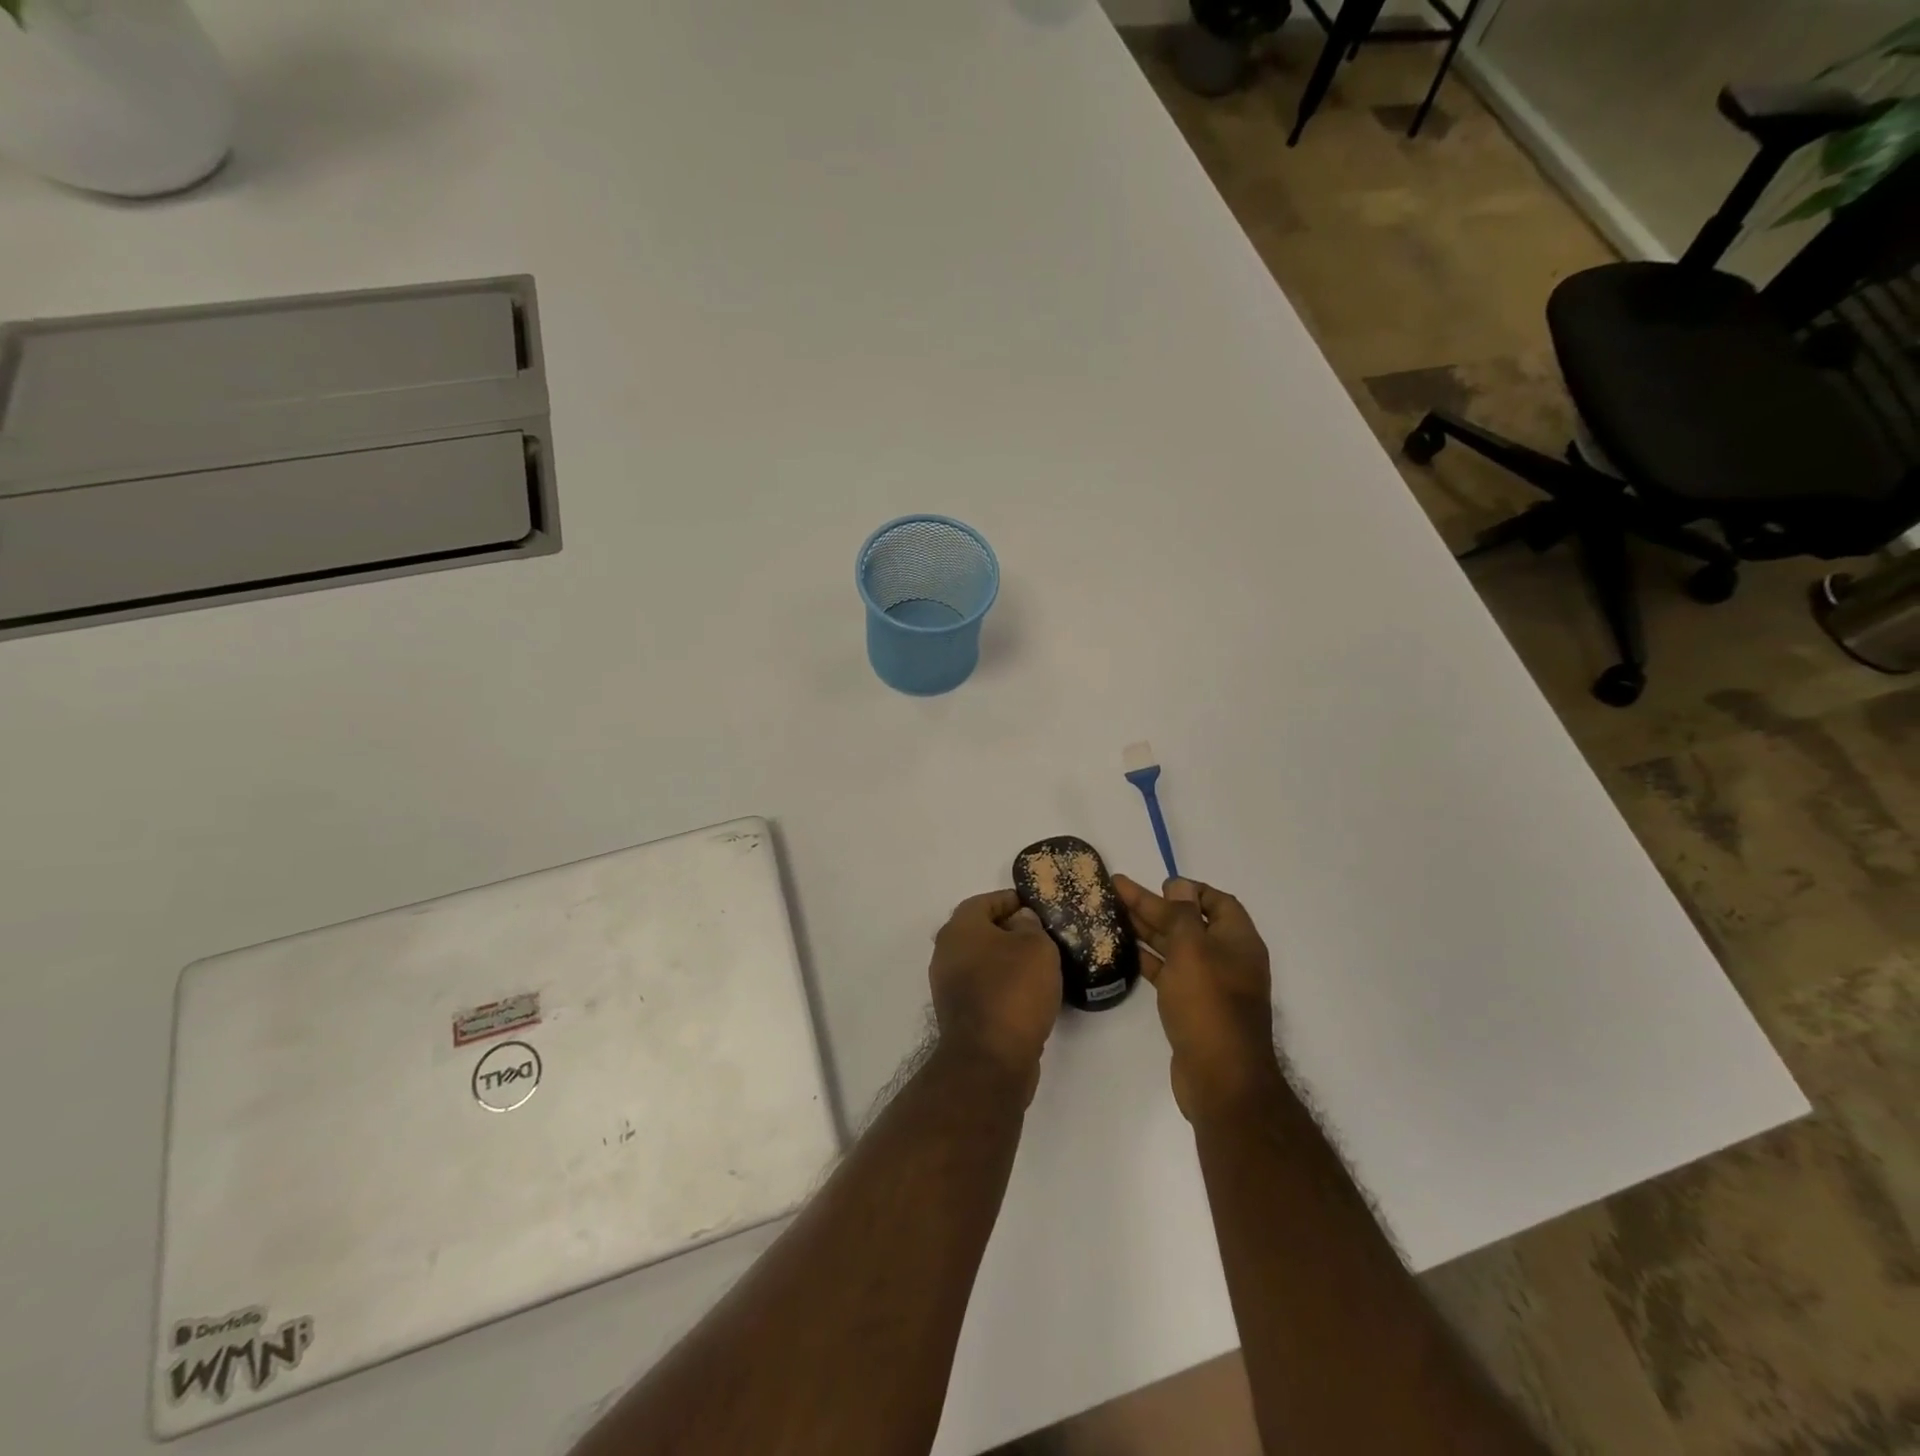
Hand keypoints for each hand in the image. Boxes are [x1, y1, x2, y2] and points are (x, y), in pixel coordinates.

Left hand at [929, 889, 1061, 1096]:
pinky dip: (1003, 987)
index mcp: (959, 928)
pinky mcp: (958, 1015)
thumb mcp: (1036, 947)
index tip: (1036, 908)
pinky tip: (1028, 995)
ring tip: (1041, 967)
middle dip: (1010, 931)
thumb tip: (1020, 921)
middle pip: (980, 931)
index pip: (985, 901)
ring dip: (1007, 961)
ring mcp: (948, 986)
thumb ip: (1030, 926)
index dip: (1012, 900)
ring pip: (982, 962)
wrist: (990, 1059)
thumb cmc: (1013, 991)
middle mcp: (946, 953)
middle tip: (1042, 937)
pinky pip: (983, 988)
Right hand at [1114, 875, 1281, 1123]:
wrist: (1220, 1079)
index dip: (1189, 889)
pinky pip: (1169, 973)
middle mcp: (1227, 959)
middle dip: (1155, 905)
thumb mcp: (1193, 950)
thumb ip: (1182, 915)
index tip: (1158, 883)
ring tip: (1113, 914)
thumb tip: (1179, 886)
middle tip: (1117, 890)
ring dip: (1148, 930)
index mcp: (1238, 941)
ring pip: (1176, 947)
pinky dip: (1149, 959)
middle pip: (1189, 922)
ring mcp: (1210, 985)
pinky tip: (1125, 951)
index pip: (1217, 902)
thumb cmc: (1208, 1005)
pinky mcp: (1192, 1007)